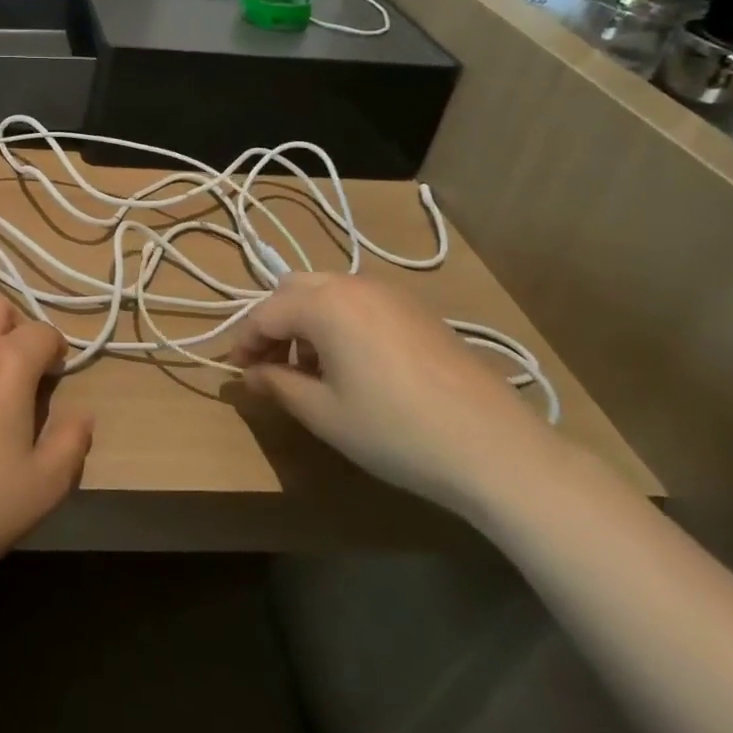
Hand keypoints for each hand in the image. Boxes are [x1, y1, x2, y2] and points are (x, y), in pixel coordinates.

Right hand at [228, 273, 559, 516]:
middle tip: (270, 366)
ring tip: (309, 369)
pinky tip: (350, 365)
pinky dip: (339, 322)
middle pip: (293, 291)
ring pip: (327, 292)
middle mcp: (354, 285)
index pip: (264, 313)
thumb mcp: (323, 413)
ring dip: (306, 321)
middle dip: (273, 324)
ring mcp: (391, 294)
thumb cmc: (395, 430)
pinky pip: (360, 303)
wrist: (494, 447)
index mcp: (324, 303)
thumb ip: (277, 384)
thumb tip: (250, 374)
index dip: (244, 342)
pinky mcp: (417, 310)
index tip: (237, 373)